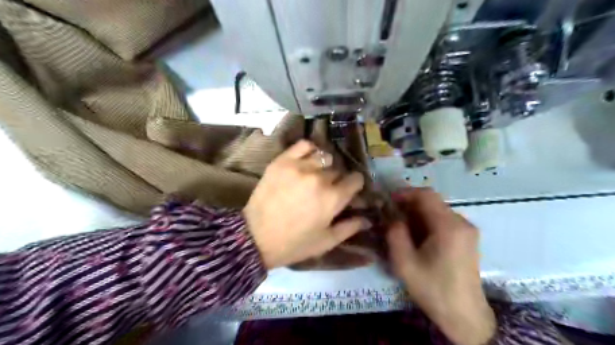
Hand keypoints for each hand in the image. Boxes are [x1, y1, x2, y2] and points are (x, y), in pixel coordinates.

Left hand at [246, 141, 369, 269]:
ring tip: (315, 174)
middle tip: (327, 188)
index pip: (356, 179)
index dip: (354, 185)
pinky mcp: (283, 161)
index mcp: (333, 198)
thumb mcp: (326, 242)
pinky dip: (309, 150)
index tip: (349, 190)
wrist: (256, 237)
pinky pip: (304, 145)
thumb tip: (367, 218)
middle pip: (338, 170)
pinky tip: (307, 160)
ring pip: (323, 157)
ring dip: (324, 166)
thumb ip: (350, 228)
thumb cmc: (294, 243)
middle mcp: (320, 178)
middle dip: (337, 179)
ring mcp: (300, 166)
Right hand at [385, 189, 495, 344]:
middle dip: (409, 204)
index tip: (388, 200)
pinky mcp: (467, 238)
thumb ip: (395, 234)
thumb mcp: (405, 263)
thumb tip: (392, 216)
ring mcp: (467, 230)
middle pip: (433, 201)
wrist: (465, 316)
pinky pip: (444, 220)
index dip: (405, 192)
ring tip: (400, 226)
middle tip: (391, 214)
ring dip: (417, 213)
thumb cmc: (433, 289)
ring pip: (438, 210)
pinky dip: (427, 221)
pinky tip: (416, 235)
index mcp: (448, 226)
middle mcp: (461, 223)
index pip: (426, 195)